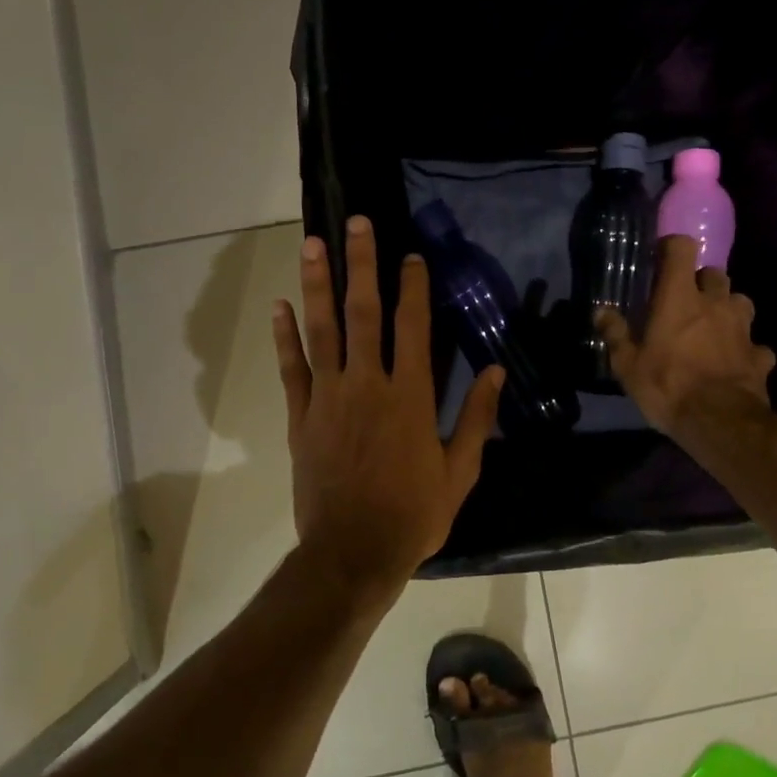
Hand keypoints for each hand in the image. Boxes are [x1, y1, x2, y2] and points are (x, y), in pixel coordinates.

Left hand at [272, 215, 502, 607]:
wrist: (353, 553)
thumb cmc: (413, 514)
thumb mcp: (459, 471)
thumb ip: (477, 417)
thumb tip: (496, 370)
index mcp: (409, 396)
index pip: (412, 326)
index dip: (412, 286)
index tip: (410, 255)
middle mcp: (367, 384)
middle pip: (363, 312)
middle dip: (362, 265)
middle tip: (356, 224)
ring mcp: (328, 398)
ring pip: (321, 330)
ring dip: (316, 285)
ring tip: (312, 245)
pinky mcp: (301, 417)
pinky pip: (291, 369)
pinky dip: (284, 337)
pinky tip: (279, 306)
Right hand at [597, 235, 776, 441]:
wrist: (719, 422)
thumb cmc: (667, 386)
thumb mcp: (628, 365)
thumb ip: (616, 334)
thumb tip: (601, 311)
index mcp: (680, 298)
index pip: (683, 248)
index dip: (673, 247)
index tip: (662, 259)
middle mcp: (715, 303)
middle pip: (715, 274)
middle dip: (703, 282)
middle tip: (687, 300)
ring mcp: (743, 328)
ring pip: (740, 302)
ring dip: (728, 309)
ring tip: (715, 327)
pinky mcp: (760, 355)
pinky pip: (755, 344)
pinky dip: (746, 349)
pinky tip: (736, 362)